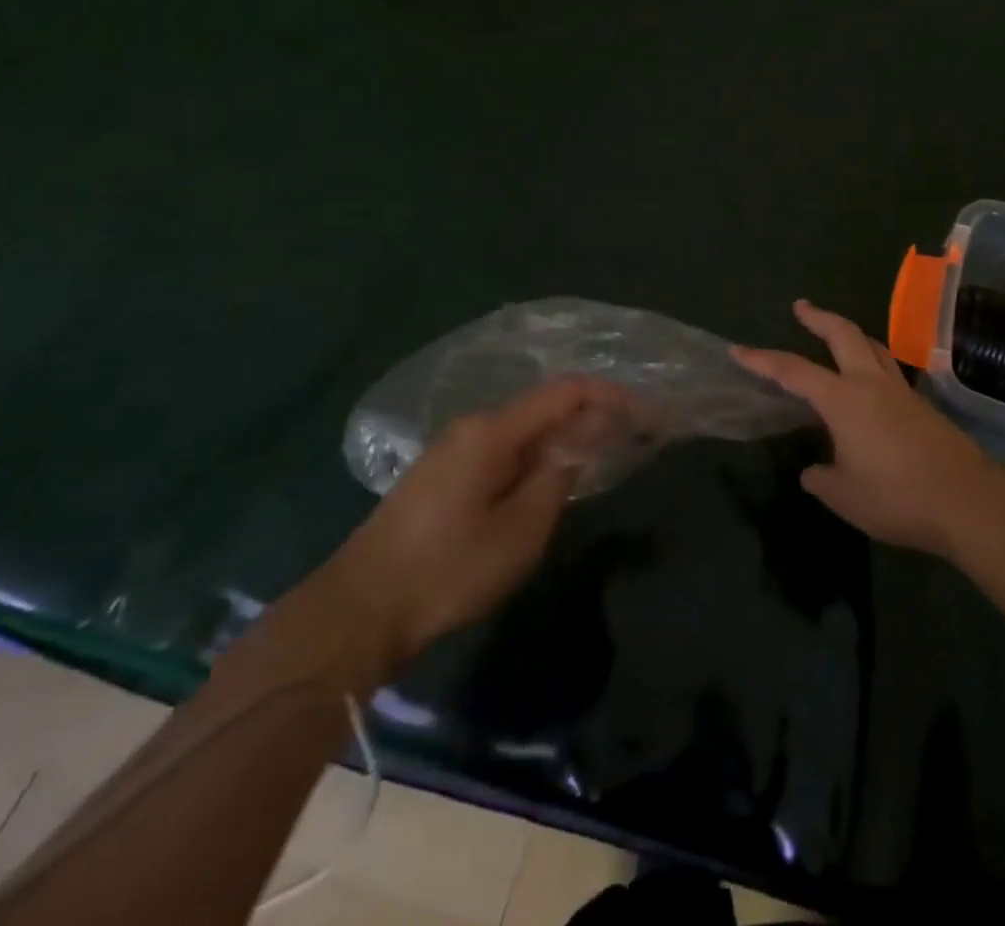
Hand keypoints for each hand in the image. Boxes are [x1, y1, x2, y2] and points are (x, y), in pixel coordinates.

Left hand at [323, 377, 637, 669]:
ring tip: (600, 459)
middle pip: (545, 407)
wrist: (357, 611)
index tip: (647, 414)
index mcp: (493, 430)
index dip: (612, 396)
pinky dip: (537, 456)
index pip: (566, 392)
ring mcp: (453, 449)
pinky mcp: (442, 475)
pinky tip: (549, 480)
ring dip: (565, 438)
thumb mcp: (522, 527)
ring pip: (524, 430)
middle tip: (632, 439)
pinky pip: (504, 450)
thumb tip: (587, 435)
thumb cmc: (447, 570)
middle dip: (592, 417)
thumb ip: (561, 472)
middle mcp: (473, 426)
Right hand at [734, 300, 995, 555]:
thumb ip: (822, 479)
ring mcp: (901, 391)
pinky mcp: (922, 406)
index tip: (740, 350)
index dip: (764, 360)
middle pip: (843, 335)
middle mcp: (871, 384)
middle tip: (801, 307)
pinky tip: (870, 385)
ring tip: (837, 335)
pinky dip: (872, 362)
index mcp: (844, 400)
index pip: (794, 371)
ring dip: (851, 335)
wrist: (966, 499)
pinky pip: (889, 371)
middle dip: (818, 317)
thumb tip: (814, 471)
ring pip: (873, 346)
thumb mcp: (845, 496)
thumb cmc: (896, 497)